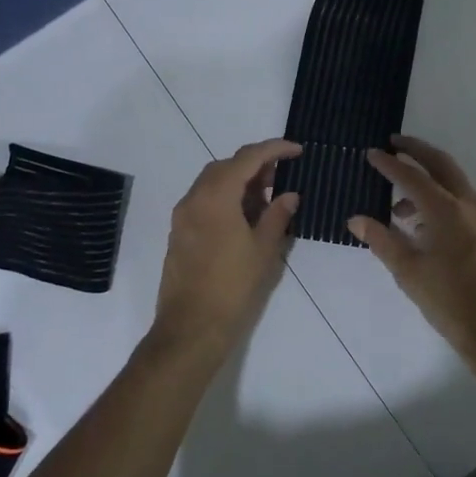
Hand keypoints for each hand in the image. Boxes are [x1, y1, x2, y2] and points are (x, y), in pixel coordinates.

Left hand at [148, 138, 300, 365]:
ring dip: (239, 183)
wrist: (191, 327)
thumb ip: (277, 216)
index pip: (247, 158)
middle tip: (282, 177)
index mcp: (216, 196)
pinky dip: (225, 199)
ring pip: (212, 183)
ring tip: (266, 200)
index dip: (274, 149)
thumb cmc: (233, 287)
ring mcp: (182, 217)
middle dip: (254, 165)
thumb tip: (288, 195)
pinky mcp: (179, 234)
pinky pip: (203, 202)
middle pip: (225, 166)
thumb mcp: (264, 250)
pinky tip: (244, 219)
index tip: (297, 150)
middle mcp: (194, 198)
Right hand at [349, 135, 475, 369]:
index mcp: (446, 211)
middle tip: (394, 143)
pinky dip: (441, 200)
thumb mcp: (409, 273)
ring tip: (398, 203)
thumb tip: (356, 218)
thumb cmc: (451, 304)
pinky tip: (424, 227)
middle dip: (417, 150)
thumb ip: (382, 241)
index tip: (371, 153)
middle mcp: (469, 205)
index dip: (389, 164)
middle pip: (441, 164)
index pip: (411, 176)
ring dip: (428, 180)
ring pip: (454, 184)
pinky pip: (463, 203)